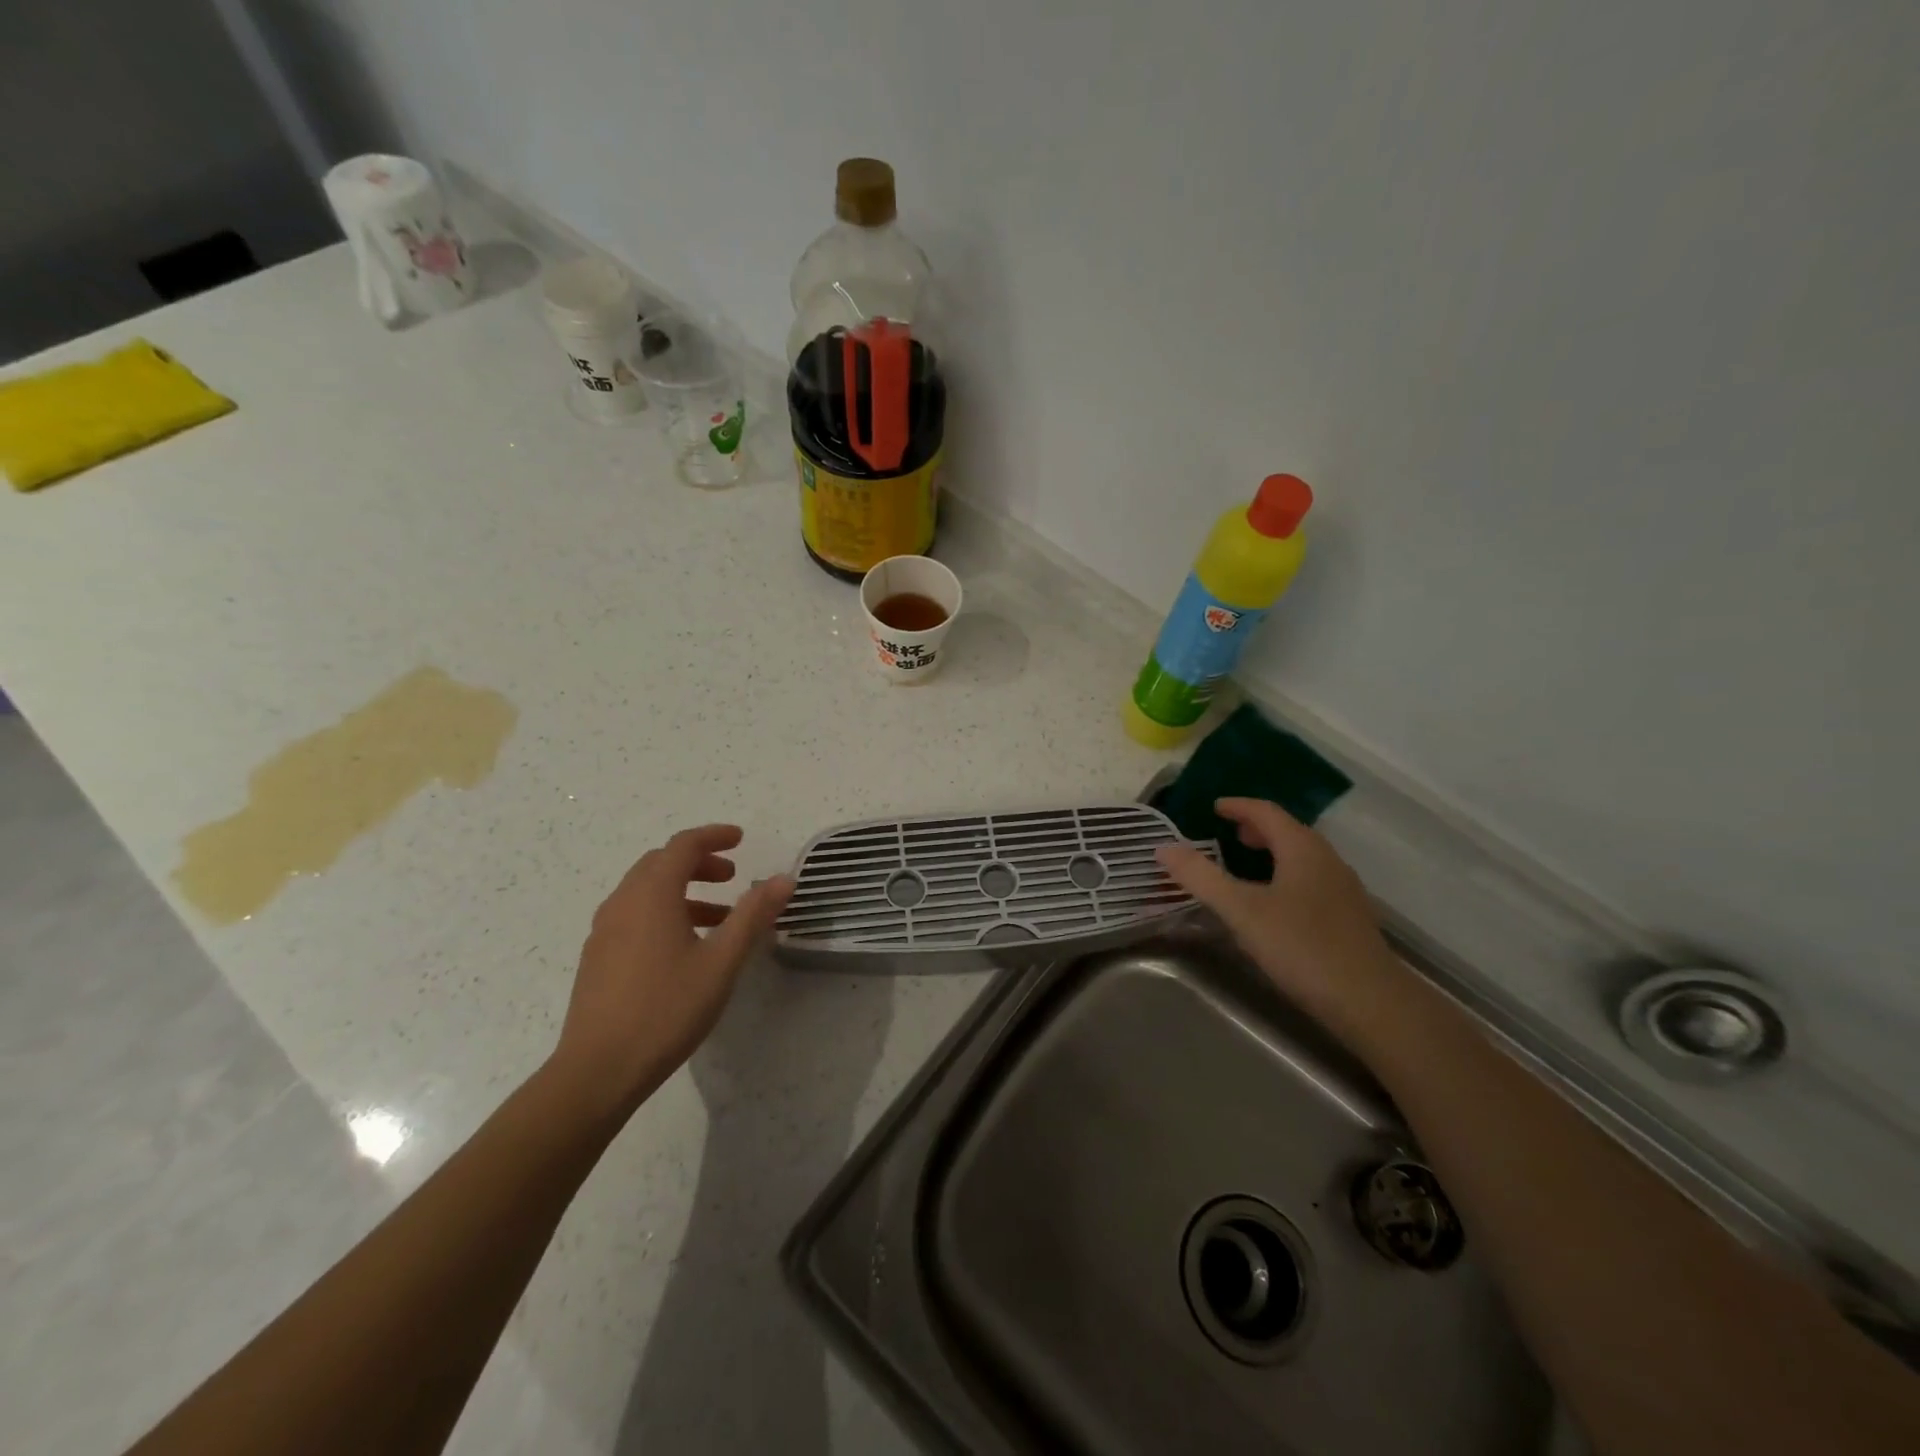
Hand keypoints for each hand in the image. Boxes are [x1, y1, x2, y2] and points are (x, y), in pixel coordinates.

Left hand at [552, 825, 794, 1113]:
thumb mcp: (721, 961)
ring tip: (718, 917)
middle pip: (661, 863)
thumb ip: (752, 915)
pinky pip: (634, 915)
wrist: (598, 1070)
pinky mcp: (598, 957)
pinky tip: (684, 948)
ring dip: (683, 890)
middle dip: (698, 862)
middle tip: (732, 875)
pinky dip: (664, 912)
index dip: (714, 836)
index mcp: (651, 894)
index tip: (741, 839)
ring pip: (646, 891)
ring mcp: (604, 931)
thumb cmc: (666, 1009)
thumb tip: (783, 879)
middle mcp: (622, 902)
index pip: (683, 845)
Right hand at [1156, 797, 1407, 1045]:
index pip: (1267, 812)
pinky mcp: (1349, 918)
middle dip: (1256, 828)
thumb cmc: (1302, 947)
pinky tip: (1274, 905)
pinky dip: (1286, 875)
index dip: (1239, 806)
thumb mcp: (1241, 911)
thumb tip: (1163, 847)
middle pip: (1289, 831)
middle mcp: (1327, 861)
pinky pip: (1311, 880)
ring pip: (1302, 857)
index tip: (1214, 807)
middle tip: (1227, 832)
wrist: (1370, 1002)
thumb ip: (1201, 877)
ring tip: (1246, 866)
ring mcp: (1343, 890)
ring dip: (1273, 852)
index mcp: (1302, 849)